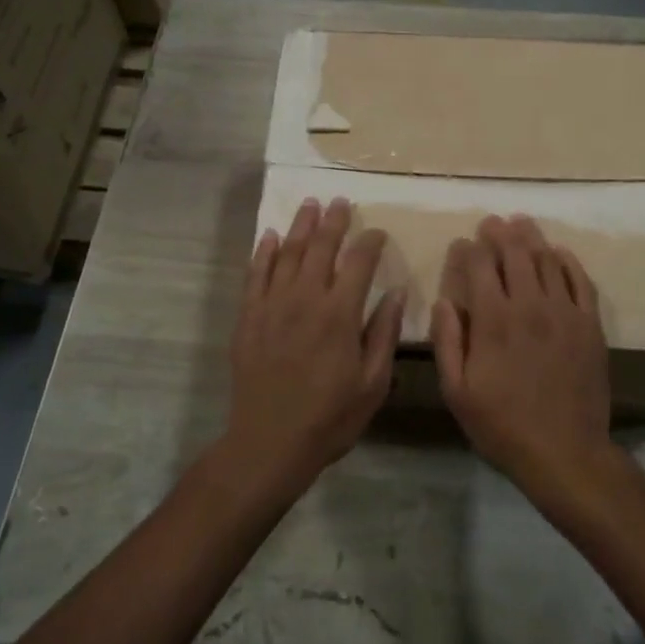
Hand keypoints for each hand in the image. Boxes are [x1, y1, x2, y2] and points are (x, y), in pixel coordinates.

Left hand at [225, 197, 405, 491]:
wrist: (269, 442)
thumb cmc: (329, 418)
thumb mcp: (372, 383)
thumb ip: (383, 334)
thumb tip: (395, 294)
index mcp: (340, 313)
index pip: (359, 262)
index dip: (370, 242)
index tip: (377, 232)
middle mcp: (306, 299)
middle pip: (320, 247)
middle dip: (333, 221)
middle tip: (339, 201)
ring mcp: (272, 305)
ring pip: (287, 253)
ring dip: (299, 226)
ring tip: (308, 204)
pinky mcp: (248, 317)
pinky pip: (255, 275)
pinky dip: (262, 252)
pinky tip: (268, 236)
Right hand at [432, 215, 615, 491]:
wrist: (566, 452)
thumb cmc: (503, 425)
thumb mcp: (457, 392)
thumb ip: (448, 341)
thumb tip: (444, 300)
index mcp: (493, 320)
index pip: (480, 266)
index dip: (469, 249)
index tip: (462, 243)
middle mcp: (529, 305)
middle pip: (515, 254)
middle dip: (499, 233)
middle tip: (491, 222)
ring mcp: (564, 312)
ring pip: (546, 260)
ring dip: (531, 238)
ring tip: (521, 224)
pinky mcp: (589, 324)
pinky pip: (580, 280)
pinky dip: (568, 261)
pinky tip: (559, 252)